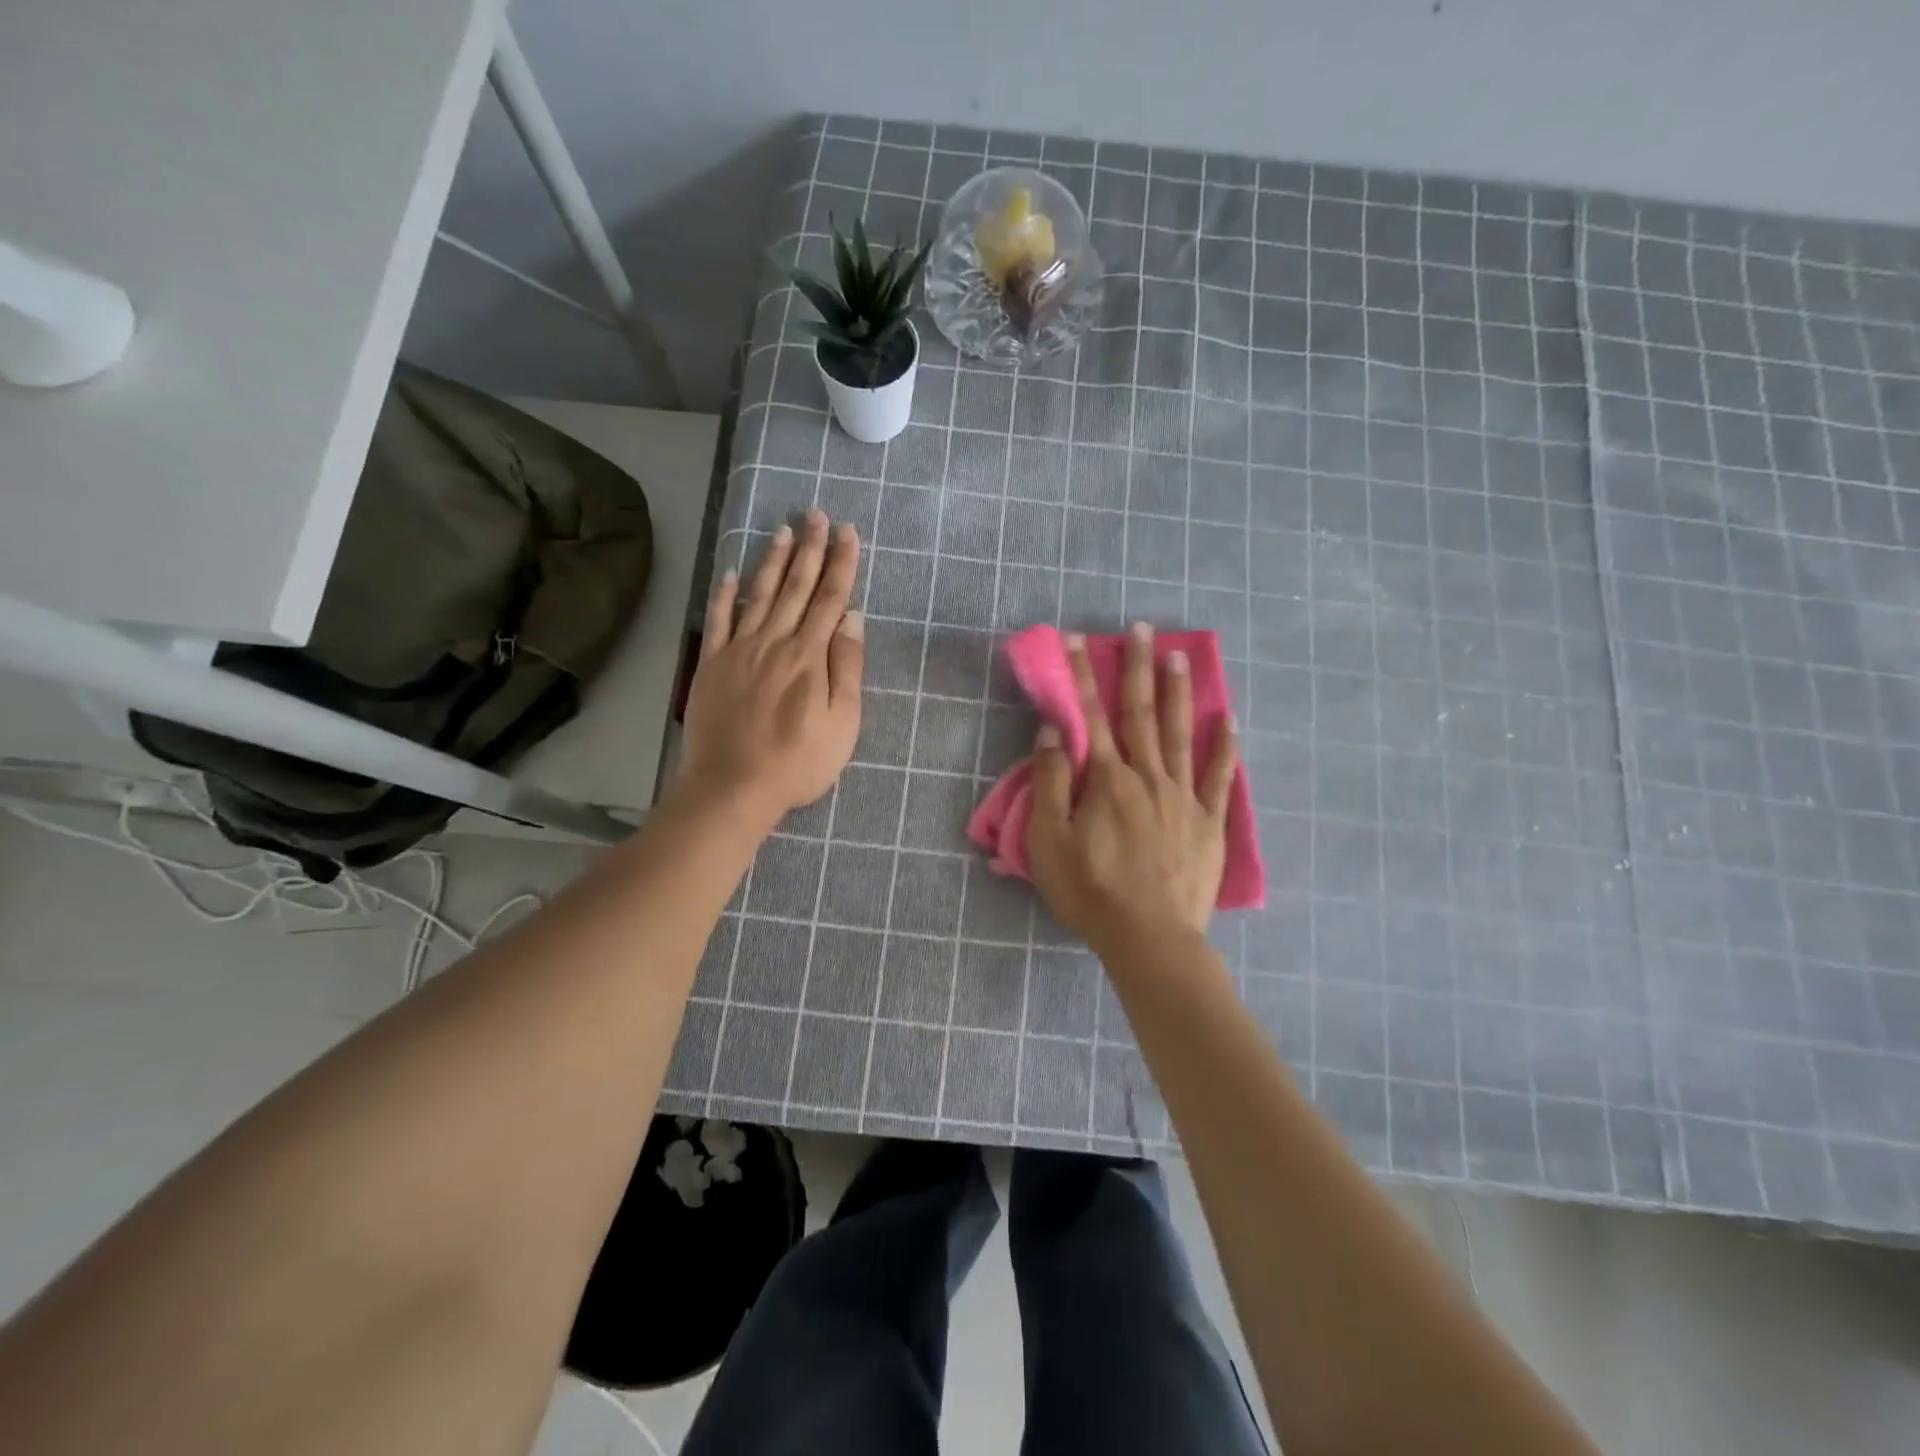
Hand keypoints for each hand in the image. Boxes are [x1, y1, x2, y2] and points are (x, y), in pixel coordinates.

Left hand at [680, 509, 863, 819]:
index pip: (831, 599)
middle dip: (810, 549)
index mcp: (810, 656)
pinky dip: (725, 595)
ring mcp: (739, 650)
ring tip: (783, 530)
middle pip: (797, 587)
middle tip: (817, 514)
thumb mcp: (842, 723)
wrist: (733, 786)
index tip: (848, 533)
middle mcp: (775, 641)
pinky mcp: (712, 664)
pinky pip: (719, 620)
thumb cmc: (798, 761)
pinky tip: (731, 573)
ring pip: (760, 594)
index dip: (842, 564)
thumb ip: (847, 668)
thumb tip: (852, 618)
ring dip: (774, 561)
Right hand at [1027, 624, 1238, 946]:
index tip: (1078, 638)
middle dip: (1138, 667)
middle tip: (1142, 627)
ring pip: (1181, 733)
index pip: (1091, 715)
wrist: (1149, 938)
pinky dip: (1225, 746)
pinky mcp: (1208, 821)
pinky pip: (1219, 776)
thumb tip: (1054, 731)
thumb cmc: (1091, 891)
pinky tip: (1228, 719)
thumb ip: (1051, 782)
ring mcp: (1183, 796)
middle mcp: (1148, 776)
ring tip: (1179, 655)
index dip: (1083, 674)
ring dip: (1178, 692)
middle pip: (1141, 712)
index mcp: (1107, 779)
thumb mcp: (1049, 841)